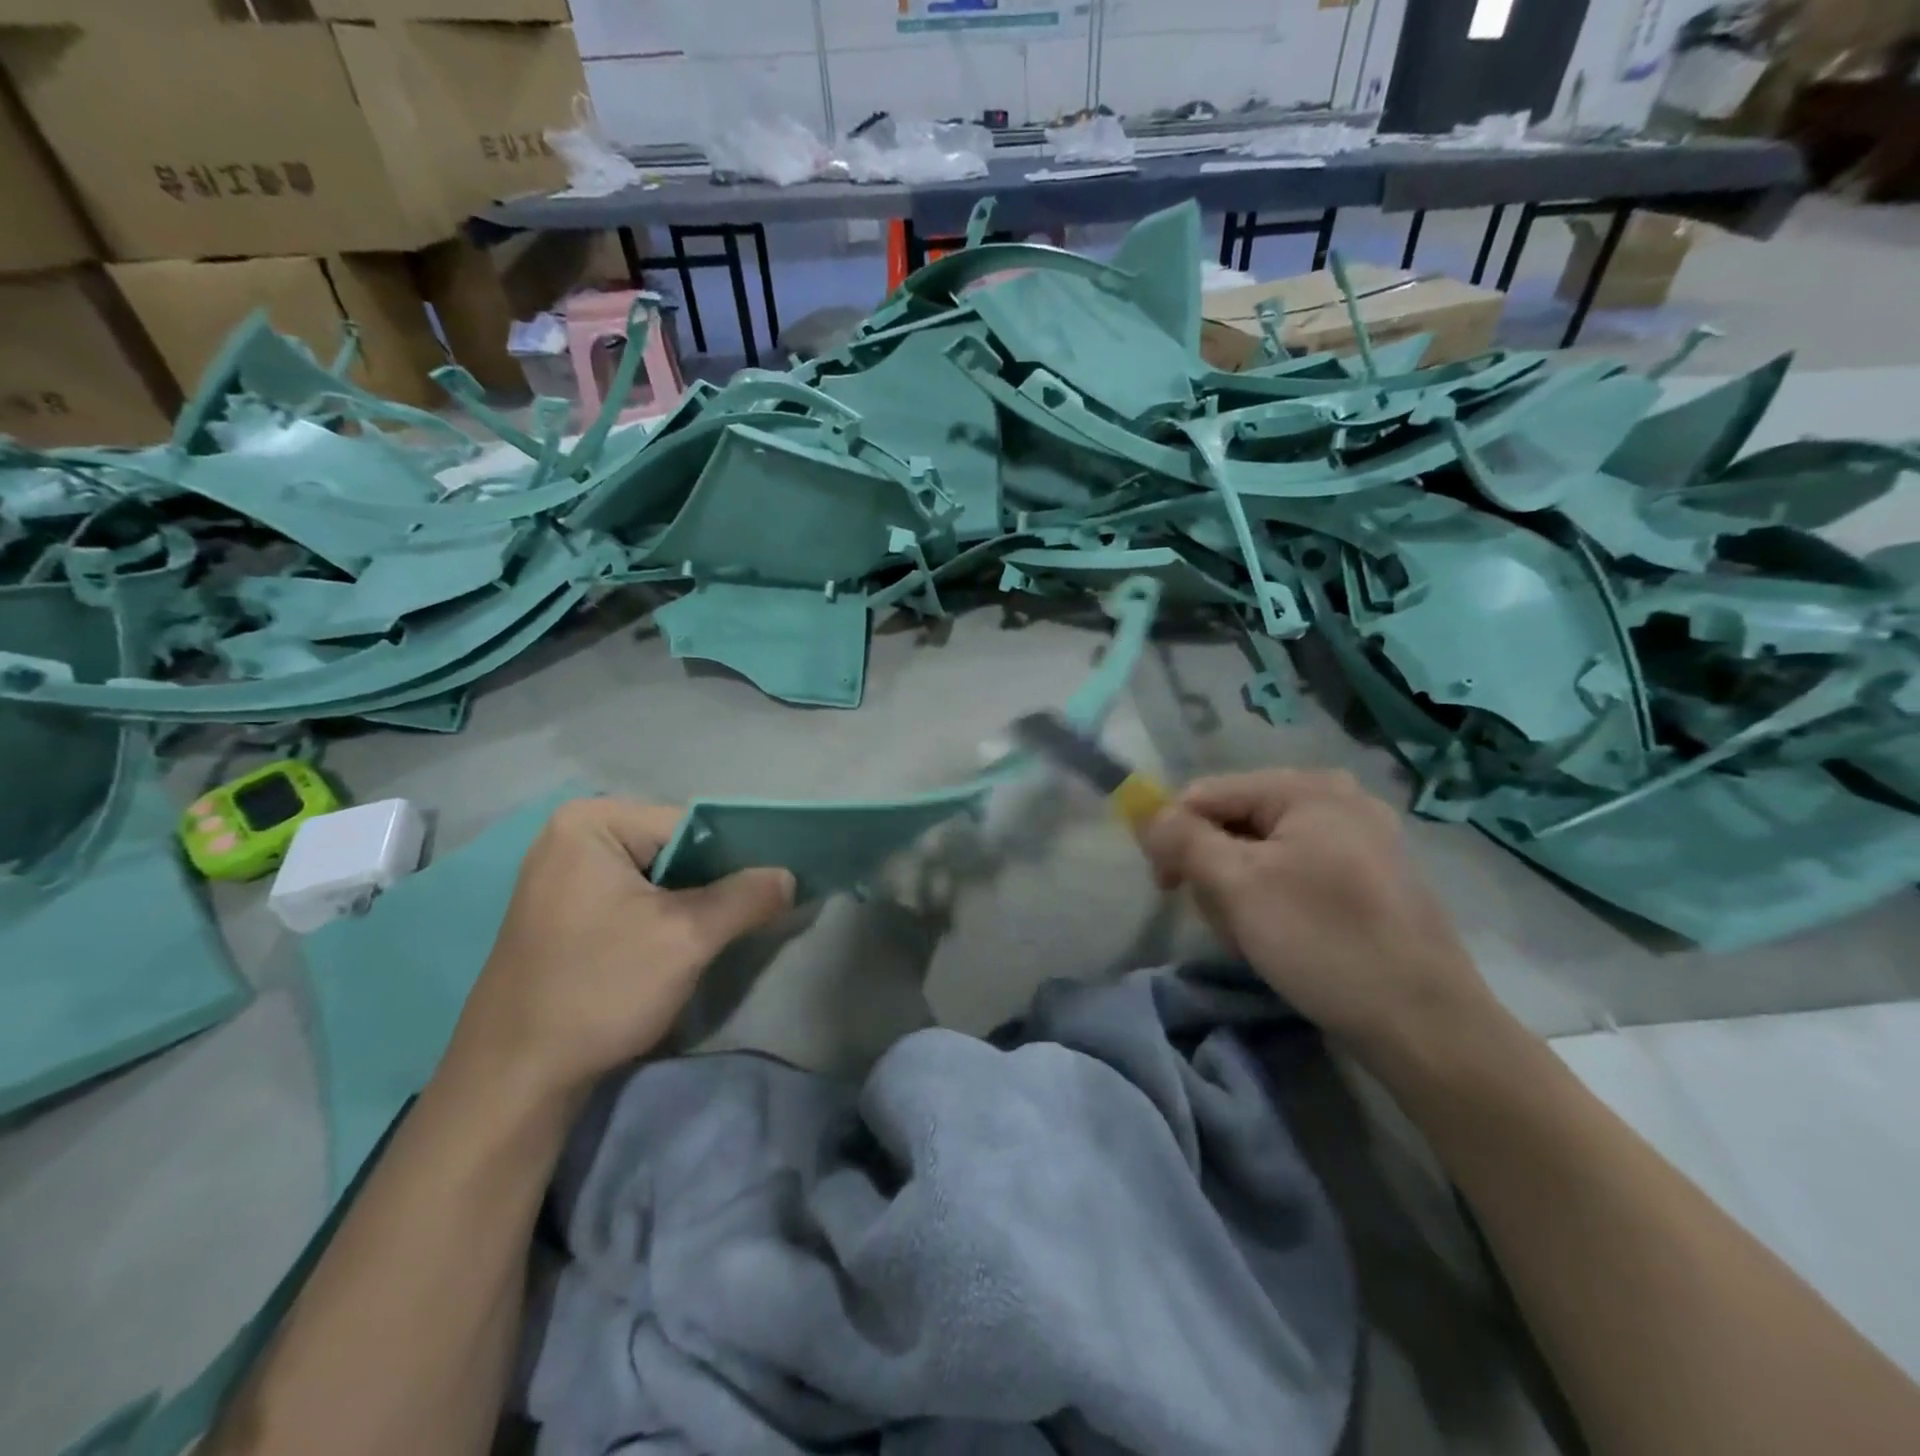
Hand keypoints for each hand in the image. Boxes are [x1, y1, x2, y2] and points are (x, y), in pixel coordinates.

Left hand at [444, 798, 794, 1104]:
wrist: (513, 1080)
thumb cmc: (598, 990)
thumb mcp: (687, 938)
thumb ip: (746, 897)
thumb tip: (789, 876)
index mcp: (592, 821)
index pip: (691, 825)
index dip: (735, 858)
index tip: (767, 893)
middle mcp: (573, 835)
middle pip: (675, 849)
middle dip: (713, 884)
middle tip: (748, 919)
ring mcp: (564, 874)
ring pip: (658, 877)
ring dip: (692, 905)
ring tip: (715, 937)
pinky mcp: (565, 911)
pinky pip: (634, 898)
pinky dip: (664, 919)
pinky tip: (678, 949)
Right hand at [1141, 769, 1498, 1064]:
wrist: (1425, 1024)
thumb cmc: (1324, 941)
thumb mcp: (1238, 886)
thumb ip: (1183, 839)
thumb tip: (1146, 814)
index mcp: (1308, 788)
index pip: (1208, 793)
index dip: (1173, 833)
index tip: (1165, 886)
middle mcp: (1338, 798)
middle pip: (1236, 821)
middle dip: (1215, 870)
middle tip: (1223, 920)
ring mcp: (1360, 838)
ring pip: (1262, 851)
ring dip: (1242, 892)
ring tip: (1254, 937)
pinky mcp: (1370, 877)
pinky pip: (1296, 872)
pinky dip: (1275, 900)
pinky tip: (1283, 938)